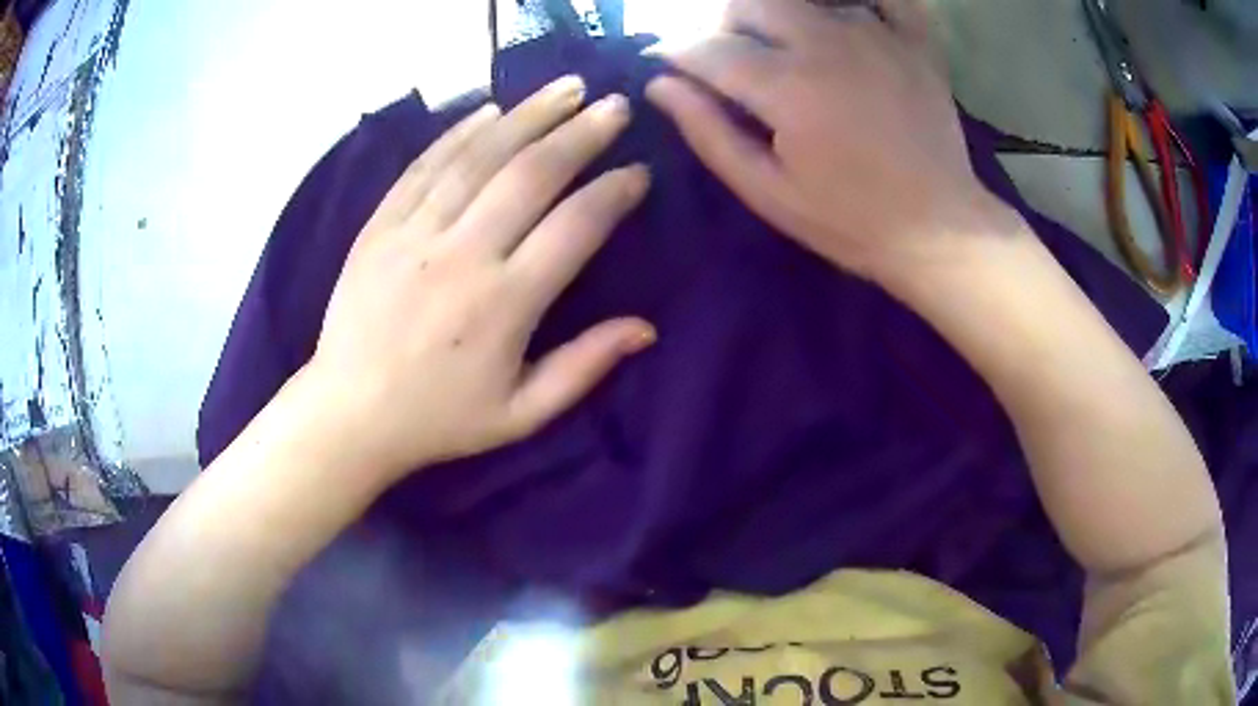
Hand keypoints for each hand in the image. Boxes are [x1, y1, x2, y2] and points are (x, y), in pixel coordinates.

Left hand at [307, 76, 654, 480]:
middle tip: (614, 105)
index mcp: (504, 304)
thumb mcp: (520, 414)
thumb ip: (584, 368)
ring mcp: (414, 233)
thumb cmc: (438, 419)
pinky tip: (490, 109)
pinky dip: (459, 133)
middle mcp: (462, 255)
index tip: (638, 172)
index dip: (613, 193)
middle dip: (581, 134)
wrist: (349, 414)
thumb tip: (646, 328)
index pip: (575, 227)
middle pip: (531, 174)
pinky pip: (424, 166)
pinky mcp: (380, 226)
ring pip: (479, 156)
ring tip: (566, 88)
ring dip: (528, 116)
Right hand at [646, 0, 1016, 285]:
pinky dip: (862, 1)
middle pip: (751, 4)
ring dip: (783, 17)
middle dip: (726, 25)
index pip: (707, 47)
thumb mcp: (768, 192)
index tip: (670, 64)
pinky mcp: (914, 43)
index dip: (678, 53)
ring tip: (789, 50)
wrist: (939, 231)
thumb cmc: (849, 220)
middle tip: (732, 58)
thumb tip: (660, 86)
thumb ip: (709, 133)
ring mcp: (876, 36)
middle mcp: (825, 43)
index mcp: (785, 85)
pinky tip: (847, 17)